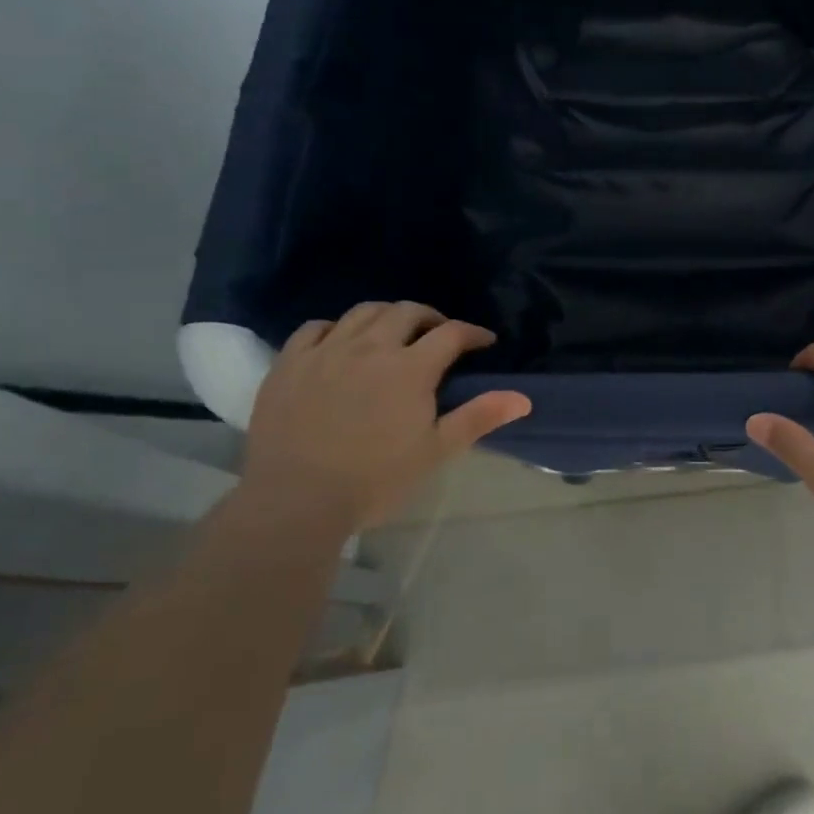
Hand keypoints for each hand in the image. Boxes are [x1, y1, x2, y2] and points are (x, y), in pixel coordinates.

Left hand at [241, 302, 530, 531]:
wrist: (295, 501)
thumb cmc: (374, 480)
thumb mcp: (435, 451)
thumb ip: (478, 418)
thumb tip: (523, 398)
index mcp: (410, 368)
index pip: (451, 334)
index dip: (473, 333)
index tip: (484, 342)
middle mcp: (370, 347)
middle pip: (407, 312)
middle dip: (431, 318)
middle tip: (440, 334)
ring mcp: (326, 351)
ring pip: (363, 312)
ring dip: (387, 315)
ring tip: (394, 332)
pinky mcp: (290, 363)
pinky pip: (315, 327)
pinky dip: (336, 327)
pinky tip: (340, 342)